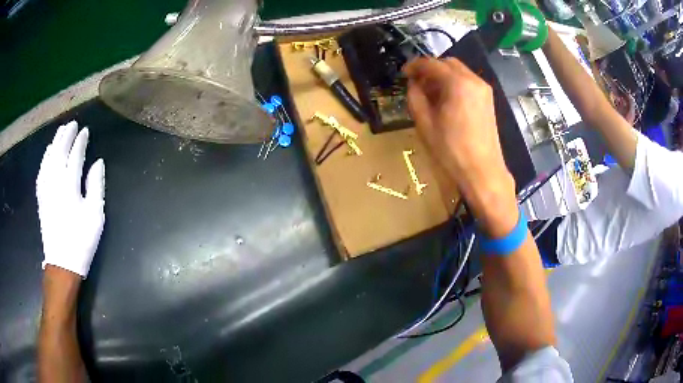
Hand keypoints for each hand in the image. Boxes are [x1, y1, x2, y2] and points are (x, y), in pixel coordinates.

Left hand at [37, 121, 104, 277]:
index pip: (75, 156)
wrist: (62, 264)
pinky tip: (47, 153)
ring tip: (60, 132)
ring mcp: (46, 190)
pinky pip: (41, 172)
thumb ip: (96, 186)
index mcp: (69, 186)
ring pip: (48, 159)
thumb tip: (97, 162)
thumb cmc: (81, 241)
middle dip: (66, 136)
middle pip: (59, 152)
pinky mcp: (41, 198)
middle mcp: (55, 182)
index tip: (85, 130)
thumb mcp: (95, 215)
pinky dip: (44, 159)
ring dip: (54, 143)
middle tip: (72, 123)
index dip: (80, 142)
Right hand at [403, 58, 516, 235]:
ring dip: (442, 76)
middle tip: (417, 84)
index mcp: (457, 83)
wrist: (482, 171)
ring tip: (430, 93)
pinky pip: (467, 82)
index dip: (414, 66)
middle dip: (430, 69)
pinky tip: (446, 100)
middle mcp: (473, 80)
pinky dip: (454, 84)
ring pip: (458, 72)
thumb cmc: (451, 149)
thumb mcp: (425, 123)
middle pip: (447, 63)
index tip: (403, 74)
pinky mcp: (488, 100)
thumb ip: (415, 97)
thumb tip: (413, 84)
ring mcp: (483, 89)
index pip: (431, 64)